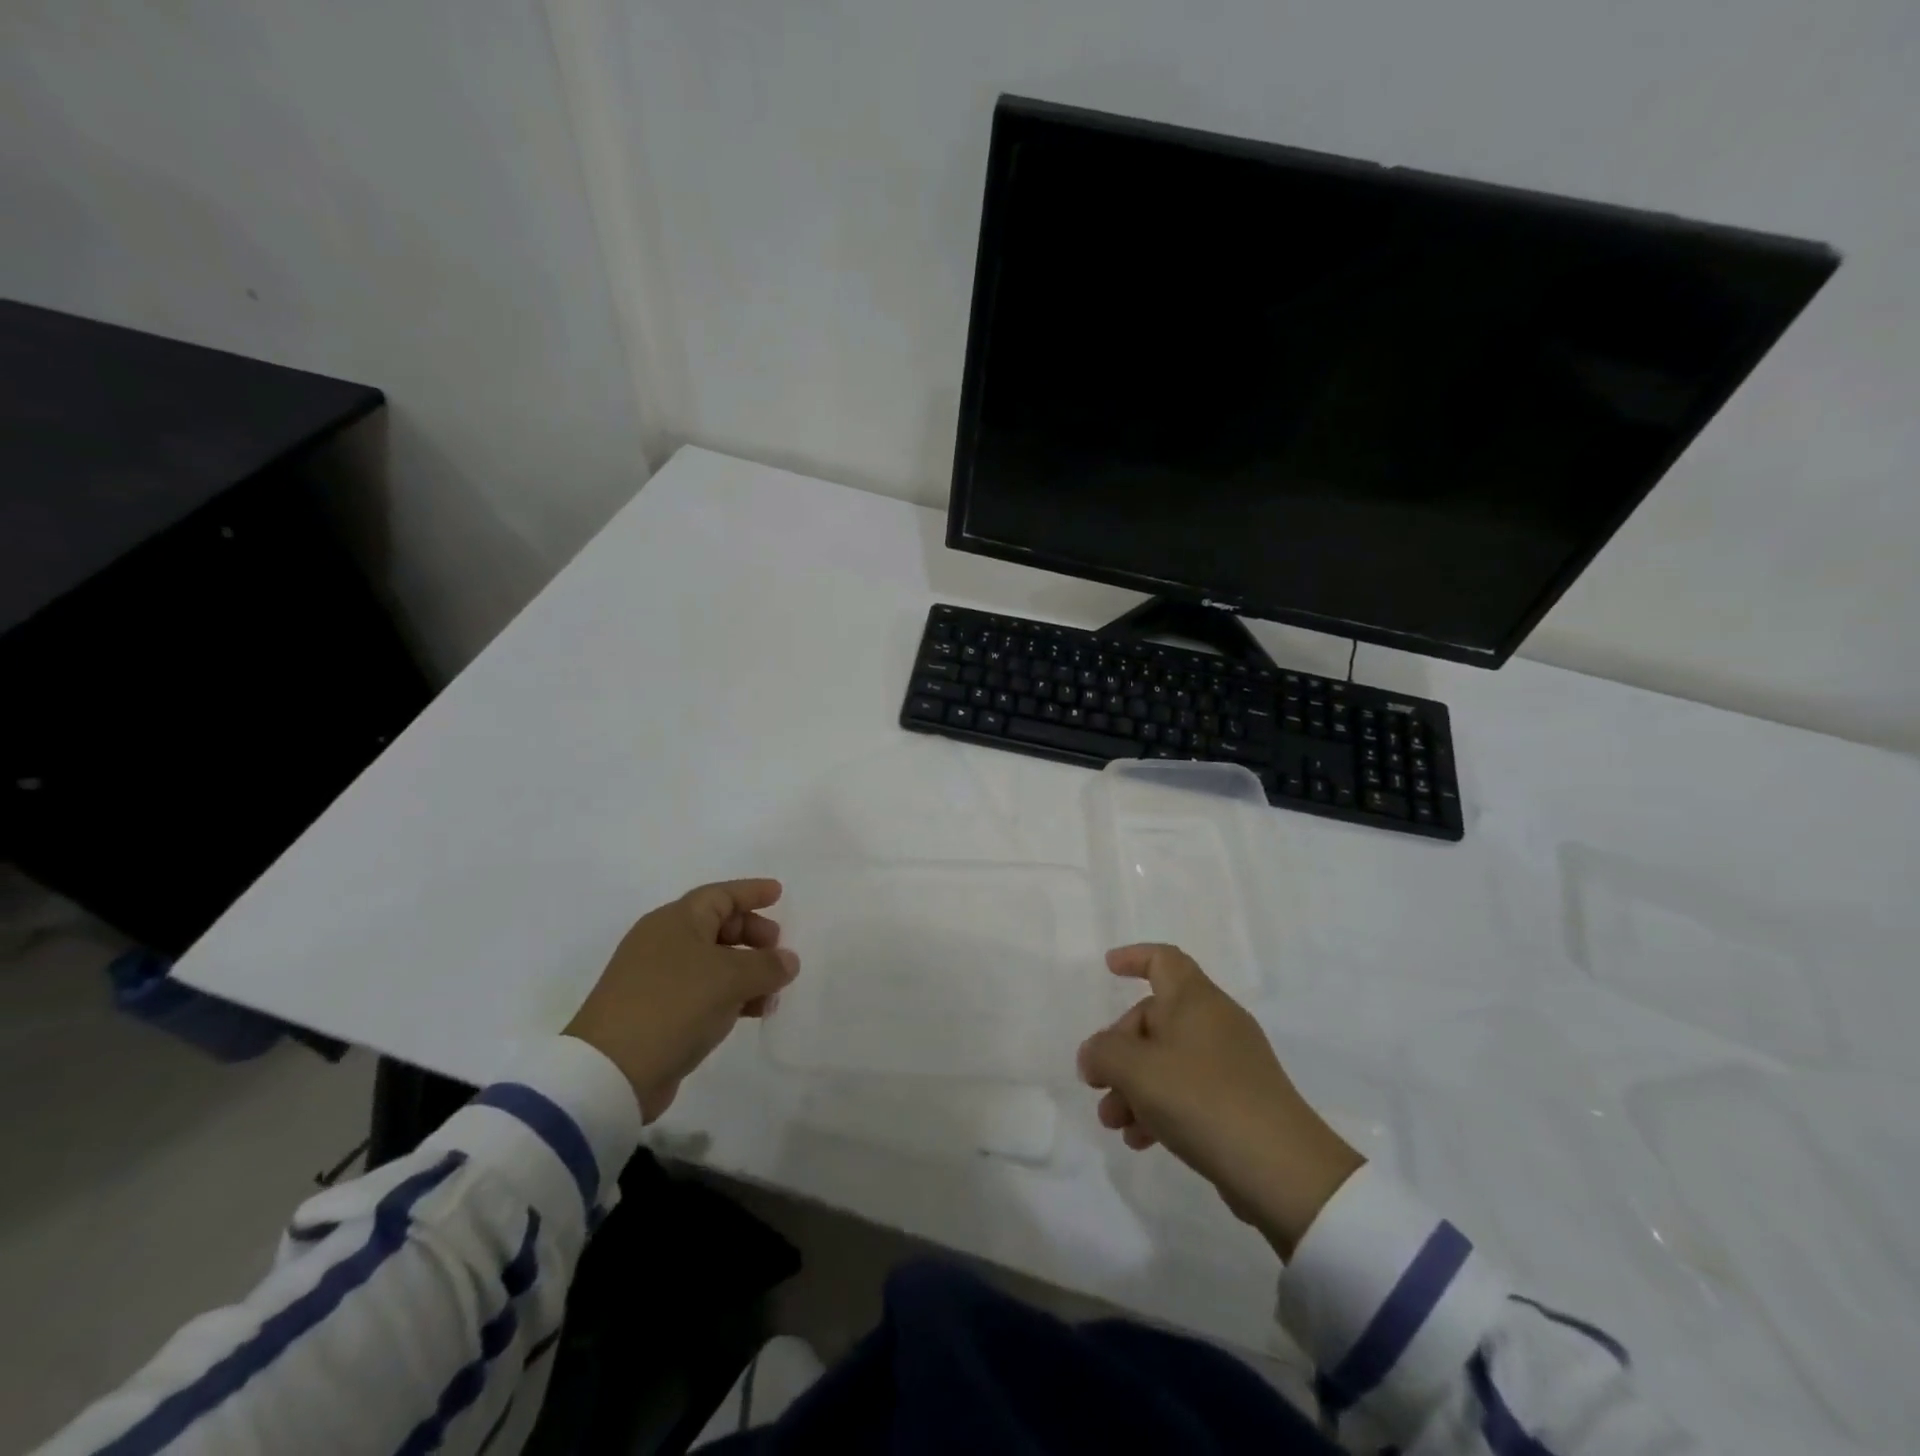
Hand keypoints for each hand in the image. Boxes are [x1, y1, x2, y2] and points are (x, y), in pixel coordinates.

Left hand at [564, 879, 798, 1122]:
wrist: (611, 1071)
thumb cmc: (674, 1004)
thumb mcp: (731, 978)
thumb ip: (767, 965)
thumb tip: (788, 960)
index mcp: (675, 921)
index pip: (720, 895)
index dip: (751, 892)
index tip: (779, 893)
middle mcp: (663, 943)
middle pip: (716, 926)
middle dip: (751, 934)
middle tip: (778, 947)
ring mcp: (657, 979)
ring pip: (713, 962)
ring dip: (746, 970)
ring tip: (775, 988)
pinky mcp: (656, 1012)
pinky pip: (704, 991)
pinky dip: (731, 995)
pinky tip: (753, 1011)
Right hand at [1078, 944, 1362, 1259]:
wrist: (1282, 1170)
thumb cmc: (1202, 1099)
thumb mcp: (1137, 1070)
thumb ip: (1103, 1053)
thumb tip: (1093, 1055)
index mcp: (1195, 999)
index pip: (1163, 959)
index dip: (1134, 957)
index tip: (1108, 969)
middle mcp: (1215, 1022)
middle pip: (1156, 1018)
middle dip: (1119, 1049)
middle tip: (1097, 1083)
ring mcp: (1232, 1063)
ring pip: (1168, 1060)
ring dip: (1134, 1086)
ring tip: (1113, 1123)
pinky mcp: (1241, 1102)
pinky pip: (1188, 1091)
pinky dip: (1160, 1107)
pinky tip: (1142, 1140)